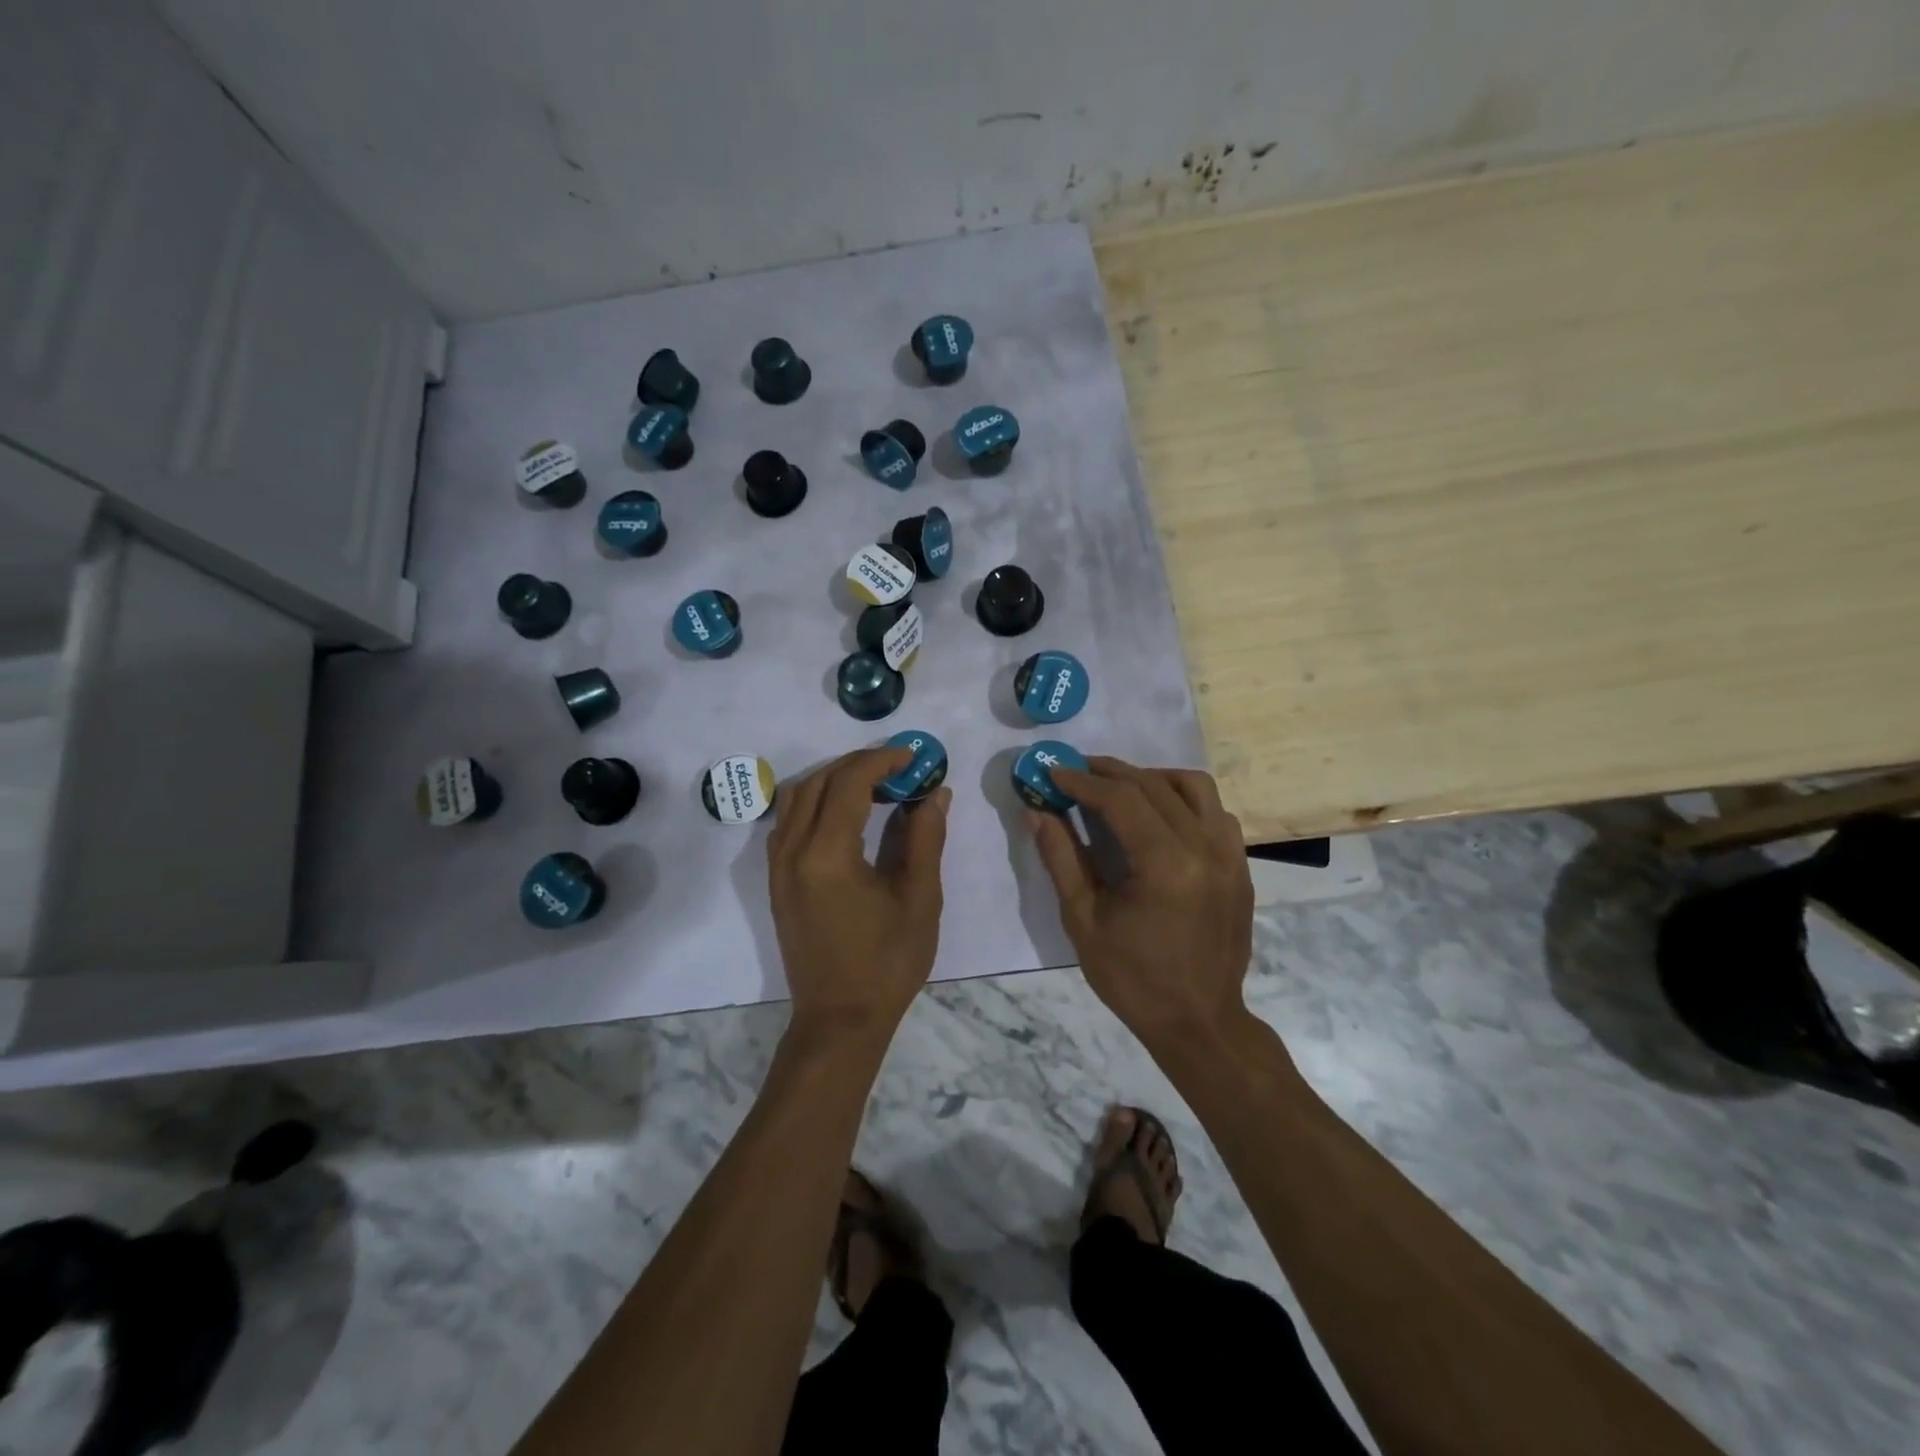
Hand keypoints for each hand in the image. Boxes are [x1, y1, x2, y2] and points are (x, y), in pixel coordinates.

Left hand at [769, 748, 950, 1045]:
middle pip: (819, 782)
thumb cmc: (887, 963)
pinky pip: (789, 822)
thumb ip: (926, 838)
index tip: (913, 757)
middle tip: (898, 767)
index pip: (849, 783)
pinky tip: (845, 814)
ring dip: (833, 779)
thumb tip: (935, 793)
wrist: (839, 1020)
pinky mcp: (777, 881)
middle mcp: (793, 852)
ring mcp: (778, 867)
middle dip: (858, 764)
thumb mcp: (920, 899)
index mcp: (828, 855)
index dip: (882, 761)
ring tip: (873, 785)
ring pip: (797, 798)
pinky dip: (816, 802)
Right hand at [1031, 758, 1253, 1049]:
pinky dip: (1185, 800)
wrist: (1199, 1022)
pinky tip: (1160, 817)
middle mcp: (1205, 848)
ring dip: (1152, 778)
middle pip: (1154, 785)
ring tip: (1119, 788)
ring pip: (1194, 787)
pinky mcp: (1240, 866)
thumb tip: (1036, 811)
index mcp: (1166, 865)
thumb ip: (1061, 857)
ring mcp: (1230, 855)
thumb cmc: (1133, 978)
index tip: (1053, 771)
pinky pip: (1215, 812)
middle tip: (1075, 771)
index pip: (1121, 799)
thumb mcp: (1083, 920)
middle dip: (1109, 772)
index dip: (1082, 780)